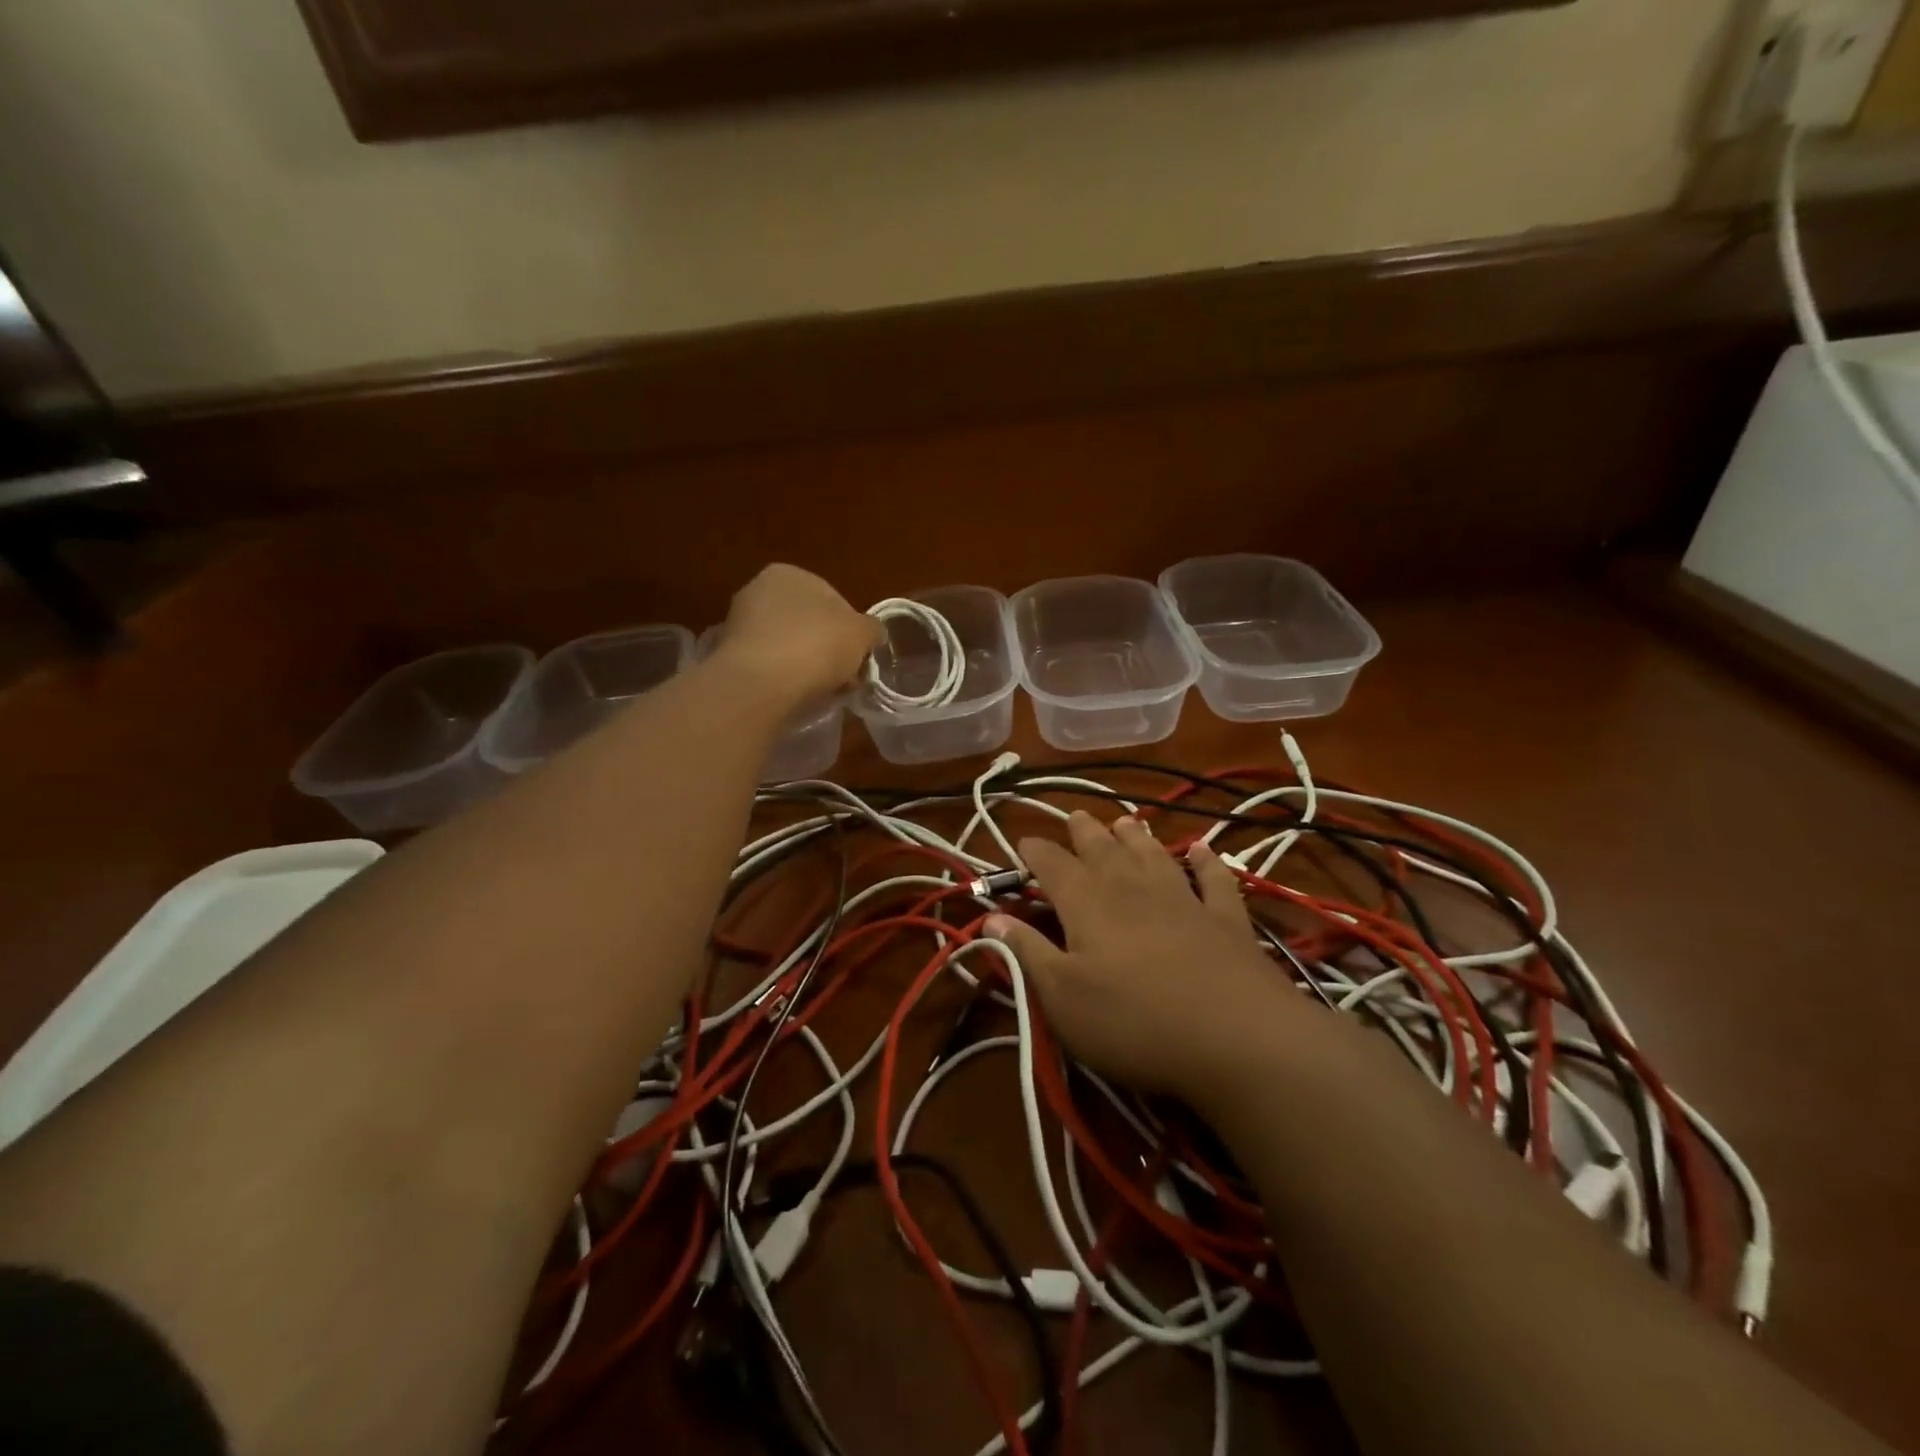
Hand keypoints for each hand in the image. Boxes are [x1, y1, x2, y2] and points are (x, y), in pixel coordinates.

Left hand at [714, 565, 883, 706]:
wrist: (761, 684)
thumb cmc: (817, 646)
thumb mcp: (862, 633)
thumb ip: (872, 629)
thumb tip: (872, 633)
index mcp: (790, 573)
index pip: (833, 600)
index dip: (851, 631)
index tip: (859, 657)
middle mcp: (759, 589)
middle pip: (809, 623)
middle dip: (828, 648)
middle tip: (844, 677)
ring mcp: (740, 622)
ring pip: (788, 644)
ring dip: (806, 664)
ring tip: (822, 691)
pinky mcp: (729, 655)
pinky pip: (769, 664)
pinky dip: (783, 677)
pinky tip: (795, 694)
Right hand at [986, 813, 1303, 1098]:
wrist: (1235, 1038)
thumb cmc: (1133, 1021)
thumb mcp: (1062, 997)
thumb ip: (1026, 952)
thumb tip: (991, 916)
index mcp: (1088, 904)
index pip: (1053, 865)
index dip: (1036, 851)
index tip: (1023, 841)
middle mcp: (1133, 888)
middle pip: (1103, 849)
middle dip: (1084, 832)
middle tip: (1075, 816)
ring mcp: (1184, 900)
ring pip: (1153, 855)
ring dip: (1136, 836)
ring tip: (1124, 821)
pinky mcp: (1227, 920)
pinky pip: (1214, 880)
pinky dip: (1206, 861)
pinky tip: (1202, 849)